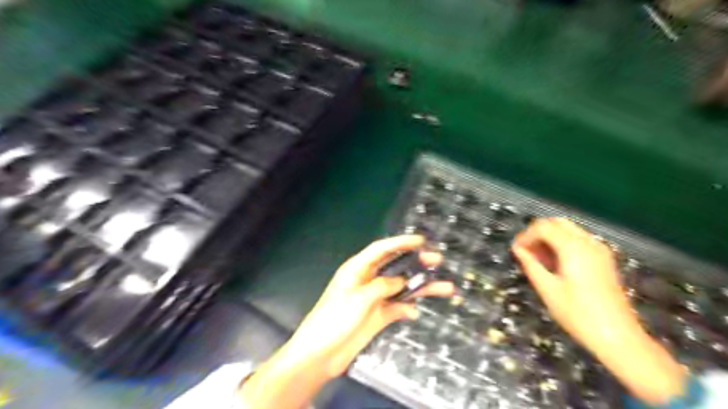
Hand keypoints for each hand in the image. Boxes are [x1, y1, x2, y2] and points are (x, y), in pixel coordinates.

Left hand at [286, 235, 453, 378]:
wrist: (321, 355)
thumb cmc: (334, 320)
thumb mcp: (359, 299)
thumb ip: (382, 286)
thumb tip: (402, 281)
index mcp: (358, 269)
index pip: (381, 249)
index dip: (401, 242)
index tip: (421, 240)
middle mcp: (368, 280)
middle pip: (395, 266)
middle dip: (416, 262)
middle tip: (437, 260)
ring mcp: (375, 298)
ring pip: (402, 288)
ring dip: (421, 288)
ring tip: (446, 288)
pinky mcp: (379, 315)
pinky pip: (398, 307)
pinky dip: (407, 309)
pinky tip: (414, 314)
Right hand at [508, 219, 685, 403]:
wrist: (617, 337)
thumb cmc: (577, 314)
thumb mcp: (547, 289)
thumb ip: (530, 264)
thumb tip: (518, 249)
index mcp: (573, 248)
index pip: (543, 227)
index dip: (525, 235)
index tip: (515, 250)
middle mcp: (588, 242)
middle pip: (556, 222)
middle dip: (537, 232)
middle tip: (524, 251)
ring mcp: (599, 249)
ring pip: (567, 229)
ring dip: (549, 237)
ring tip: (537, 258)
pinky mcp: (604, 258)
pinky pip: (577, 240)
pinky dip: (562, 243)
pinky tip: (555, 263)